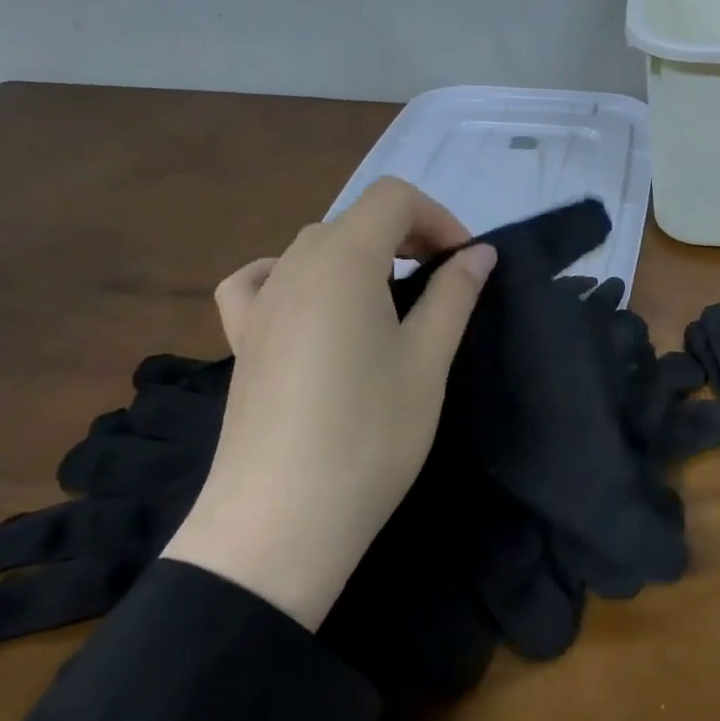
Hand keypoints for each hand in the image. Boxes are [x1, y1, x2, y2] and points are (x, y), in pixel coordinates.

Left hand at [161, 178, 494, 631]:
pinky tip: (309, 306)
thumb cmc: (370, 434)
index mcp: (343, 260)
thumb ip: (454, 294)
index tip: (466, 264)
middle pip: (357, 219)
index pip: (394, 198)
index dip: (439, 218)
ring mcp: (260, 302)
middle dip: (408, 236)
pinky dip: (291, 276)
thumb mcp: (427, 360)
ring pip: (315, 247)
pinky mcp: (240, 339)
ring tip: (390, 304)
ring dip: (362, 257)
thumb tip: (479, 252)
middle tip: (443, 286)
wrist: (281, 523)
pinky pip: (260, 281)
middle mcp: (294, 265)